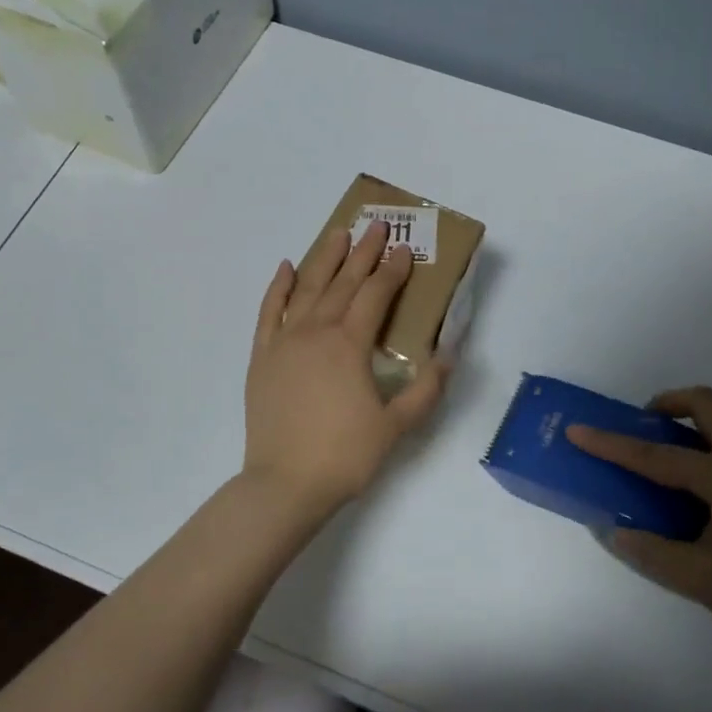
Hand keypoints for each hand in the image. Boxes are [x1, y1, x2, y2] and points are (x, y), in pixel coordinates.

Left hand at [242, 220, 450, 525]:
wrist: (285, 484)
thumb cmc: (345, 455)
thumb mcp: (397, 426)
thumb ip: (426, 389)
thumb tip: (449, 354)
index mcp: (349, 345)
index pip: (375, 296)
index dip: (393, 271)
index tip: (405, 250)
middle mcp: (316, 332)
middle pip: (343, 283)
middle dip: (363, 253)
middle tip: (377, 227)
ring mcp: (284, 342)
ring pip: (307, 289)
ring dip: (325, 259)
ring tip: (338, 233)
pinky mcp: (262, 357)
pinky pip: (269, 312)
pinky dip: (279, 288)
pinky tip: (287, 268)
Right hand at [567, 386, 711, 682]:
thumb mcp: (699, 580)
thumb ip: (650, 551)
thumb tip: (612, 530)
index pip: (656, 456)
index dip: (611, 445)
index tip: (577, 430)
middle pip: (707, 405)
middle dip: (669, 403)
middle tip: (644, 425)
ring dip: (699, 422)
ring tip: (676, 453)